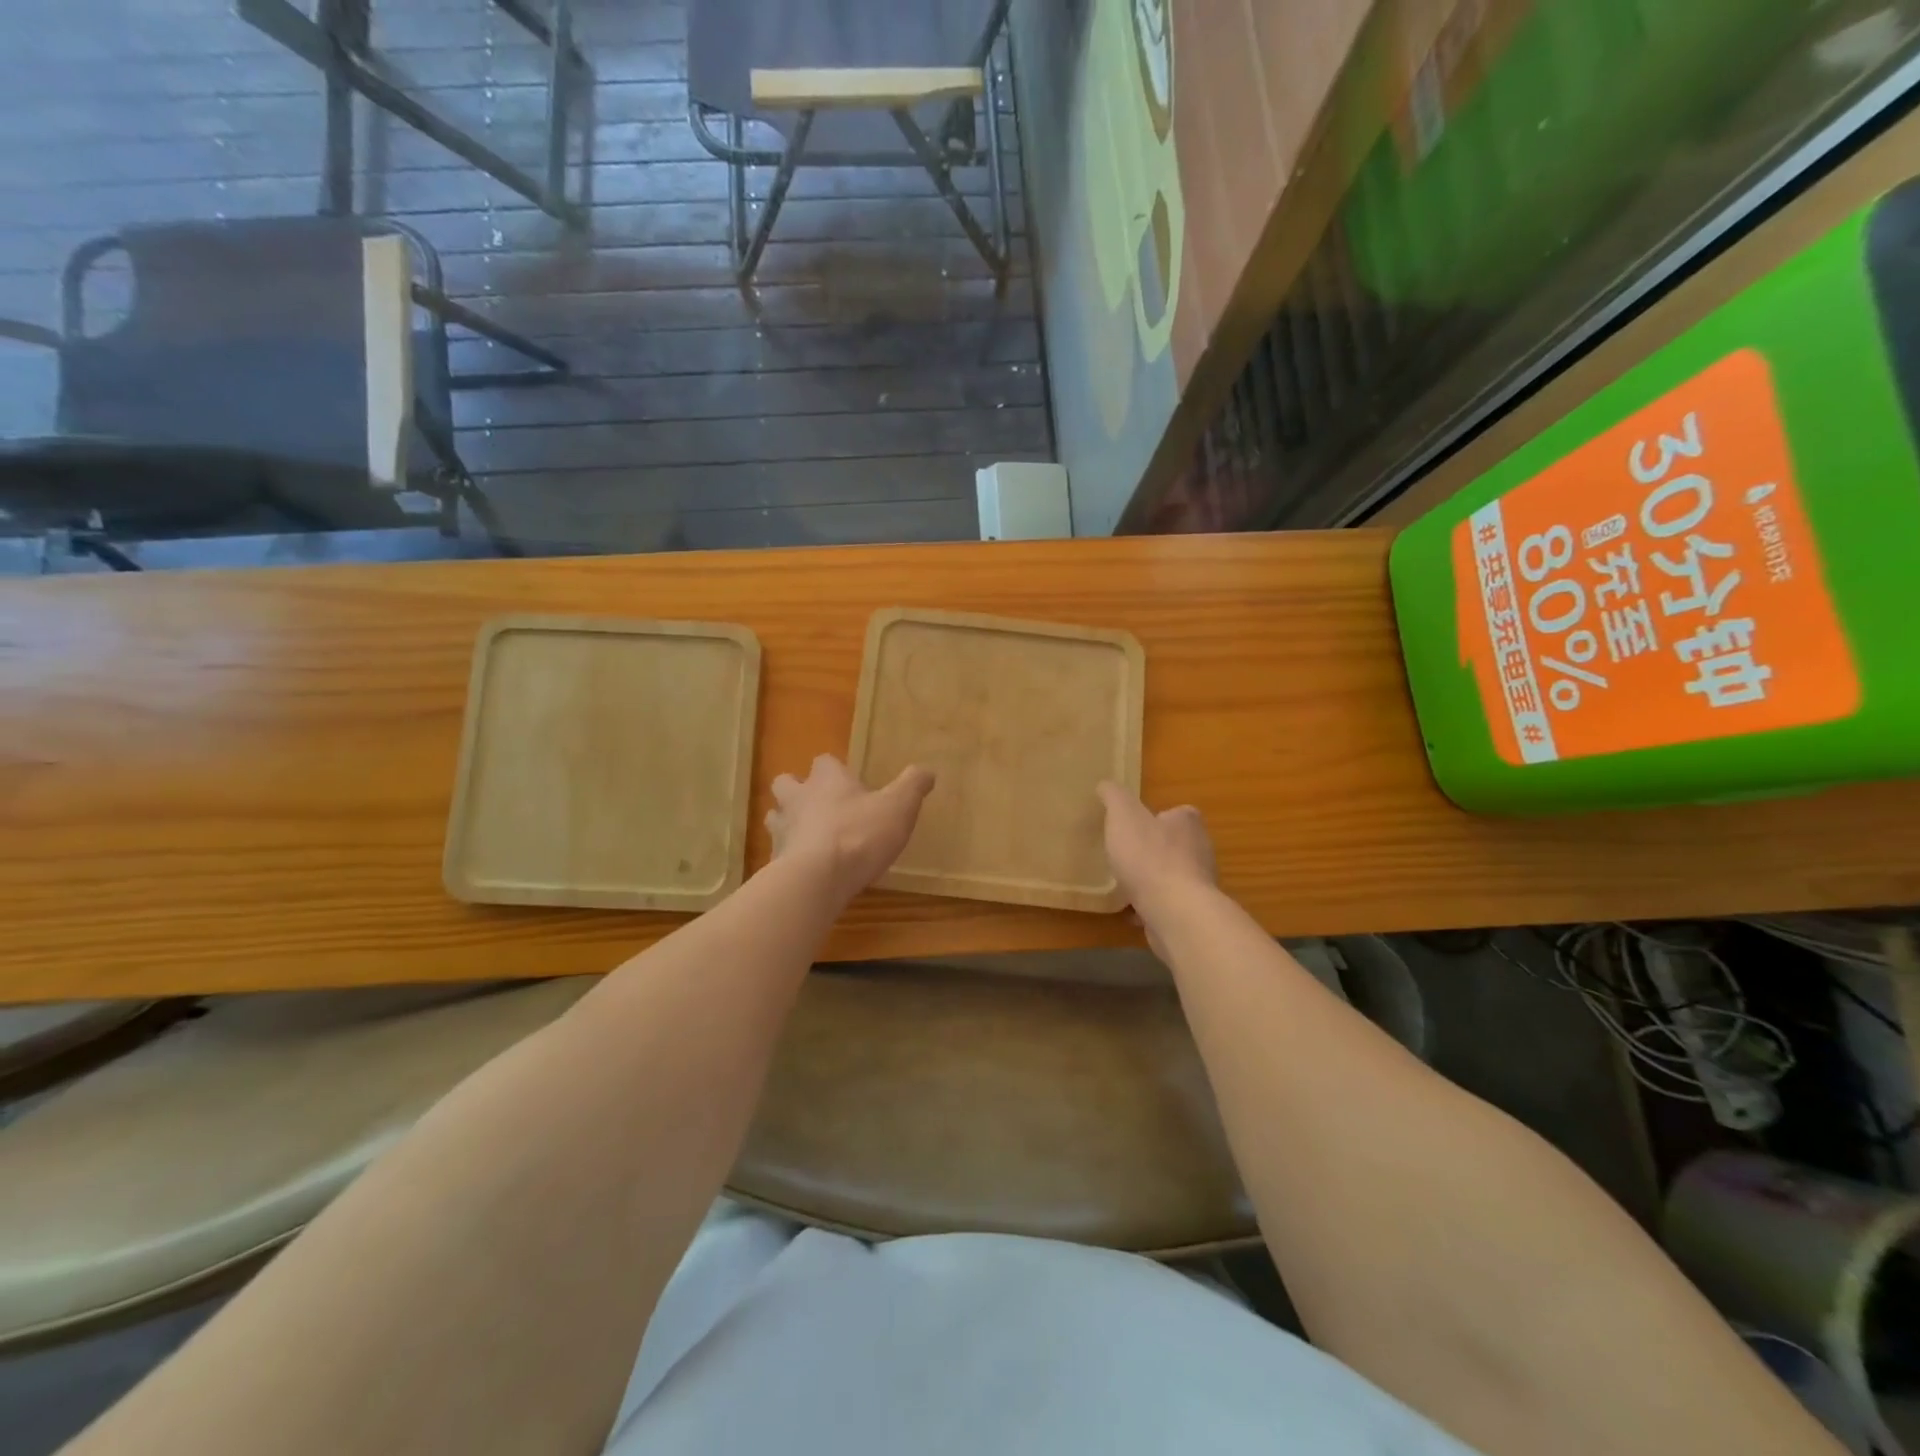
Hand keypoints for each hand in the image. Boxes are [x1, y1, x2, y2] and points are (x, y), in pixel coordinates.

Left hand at [767, 755, 935, 903]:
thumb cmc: (860, 835)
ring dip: (788, 821)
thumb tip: (928, 770)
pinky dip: (789, 856)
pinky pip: (778, 851)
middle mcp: (799, 798)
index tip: (849, 782)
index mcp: (828, 780)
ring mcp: (782, 829)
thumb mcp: (899, 807)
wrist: (817, 879)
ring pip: (775, 816)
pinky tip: (805, 868)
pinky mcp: (775, 860)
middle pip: (786, 783)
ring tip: (808, 835)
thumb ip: (913, 786)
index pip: (824, 761)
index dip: (835, 769)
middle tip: (818, 805)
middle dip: (798, 789)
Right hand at [1097, 782, 1217, 934]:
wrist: (1174, 911)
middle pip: (1175, 845)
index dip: (1156, 817)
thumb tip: (1105, 785)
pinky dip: (1150, 905)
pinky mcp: (1191, 911)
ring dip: (1151, 880)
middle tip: (1125, 854)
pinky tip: (1130, 910)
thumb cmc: (1148, 857)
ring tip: (1124, 883)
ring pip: (1171, 876)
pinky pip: (1167, 903)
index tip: (1134, 826)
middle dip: (1152, 850)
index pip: (1177, 813)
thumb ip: (1114, 797)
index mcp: (1188, 823)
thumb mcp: (1123, 816)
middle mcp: (1200, 850)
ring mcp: (1199, 884)